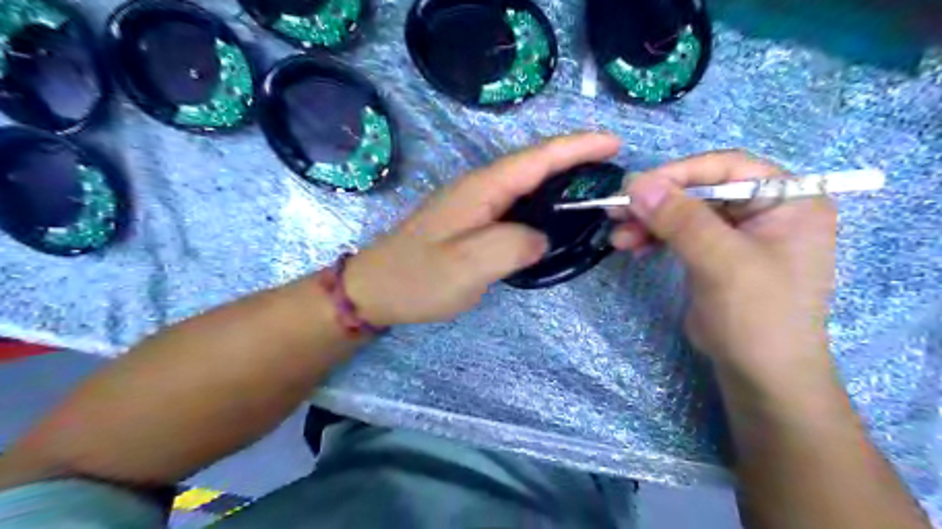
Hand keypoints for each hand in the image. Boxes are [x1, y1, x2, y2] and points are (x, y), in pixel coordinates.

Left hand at [342, 131, 623, 326]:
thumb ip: (513, 246)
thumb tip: (541, 238)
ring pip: (526, 183)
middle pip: (534, 164)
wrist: (376, 289)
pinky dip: (542, 203)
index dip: (577, 147)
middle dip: (576, 160)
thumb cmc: (419, 278)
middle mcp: (479, 187)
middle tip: (613, 172)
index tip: (614, 143)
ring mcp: (474, 203)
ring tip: (595, 191)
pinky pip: (515, 203)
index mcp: (481, 189)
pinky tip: (555, 217)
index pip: (537, 158)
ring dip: (561, 180)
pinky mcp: (471, 220)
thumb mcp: (468, 266)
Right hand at [612, 151, 837, 389]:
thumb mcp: (721, 262)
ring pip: (684, 211)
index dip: (678, 173)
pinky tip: (633, 247)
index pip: (727, 167)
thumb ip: (681, 219)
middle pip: (700, 189)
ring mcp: (737, 232)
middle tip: (616, 212)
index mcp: (787, 199)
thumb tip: (635, 184)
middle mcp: (764, 208)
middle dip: (657, 202)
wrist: (760, 375)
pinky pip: (680, 233)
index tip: (634, 188)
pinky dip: (654, 237)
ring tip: (618, 237)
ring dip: (649, 221)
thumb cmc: (757, 315)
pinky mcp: (715, 252)